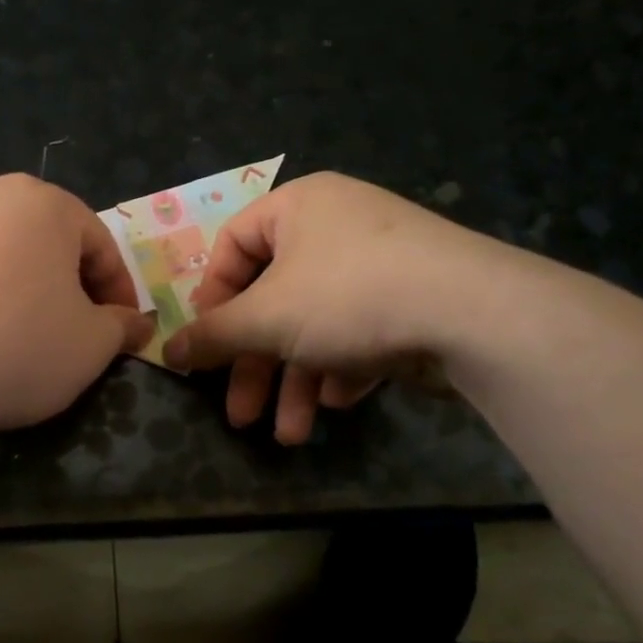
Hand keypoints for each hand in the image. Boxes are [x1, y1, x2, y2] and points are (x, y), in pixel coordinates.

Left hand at [0, 174, 152, 437]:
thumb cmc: (16, 345)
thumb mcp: (91, 346)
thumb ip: (121, 327)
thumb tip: (135, 323)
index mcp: (45, 203)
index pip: (100, 245)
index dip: (119, 293)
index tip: (122, 333)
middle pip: (50, 243)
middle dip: (71, 288)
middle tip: (78, 334)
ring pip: (5, 255)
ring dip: (26, 290)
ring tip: (26, 337)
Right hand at [162, 172, 518, 443]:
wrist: (475, 314)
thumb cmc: (348, 296)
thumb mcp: (266, 318)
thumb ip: (213, 336)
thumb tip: (167, 351)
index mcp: (298, 207)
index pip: (232, 245)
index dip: (212, 298)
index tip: (206, 344)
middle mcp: (337, 225)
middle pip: (275, 298)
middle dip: (257, 365)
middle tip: (240, 415)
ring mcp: (380, 262)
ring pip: (317, 324)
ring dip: (296, 381)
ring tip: (291, 434)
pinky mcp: (413, 298)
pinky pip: (360, 330)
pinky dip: (342, 367)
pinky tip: (340, 402)